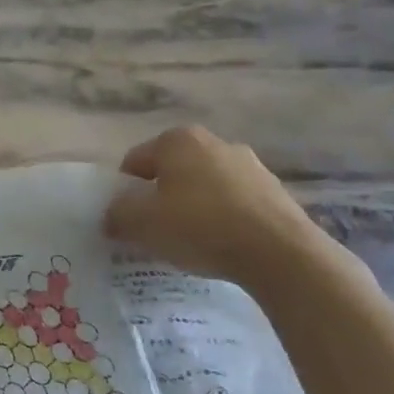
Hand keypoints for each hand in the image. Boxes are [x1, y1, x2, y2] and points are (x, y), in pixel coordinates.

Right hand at [104, 125, 333, 289]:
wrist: (281, 254)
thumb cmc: (200, 226)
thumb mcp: (141, 223)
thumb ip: (117, 214)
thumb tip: (112, 215)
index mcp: (177, 140)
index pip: (134, 162)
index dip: (123, 192)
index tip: (126, 221)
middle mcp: (214, 142)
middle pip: (171, 172)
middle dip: (159, 198)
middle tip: (154, 232)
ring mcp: (250, 165)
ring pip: (204, 187)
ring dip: (192, 208)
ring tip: (190, 243)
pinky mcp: (275, 192)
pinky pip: (234, 204)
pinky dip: (222, 220)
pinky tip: (220, 247)